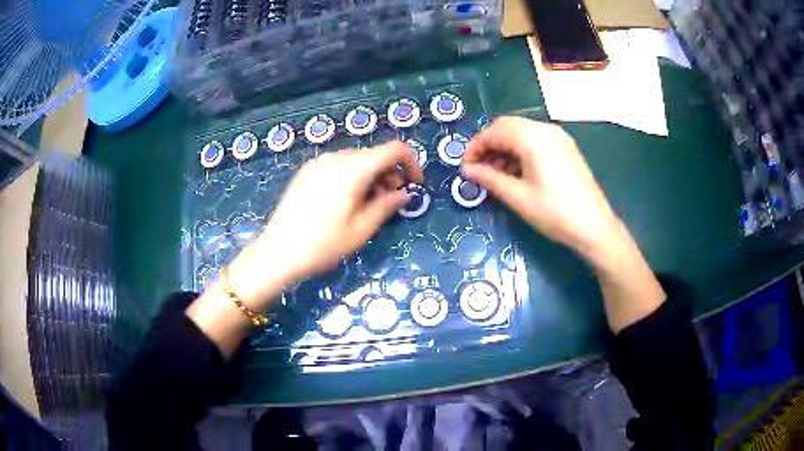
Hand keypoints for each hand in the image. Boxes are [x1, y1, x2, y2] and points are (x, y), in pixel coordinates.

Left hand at [228, 141, 422, 307]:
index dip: (411, 162)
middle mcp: (336, 157)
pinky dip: (352, 176)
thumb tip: (404, 194)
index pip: (394, 149)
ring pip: (356, 160)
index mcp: (354, 168)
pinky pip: (338, 165)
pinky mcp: (307, 171)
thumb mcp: (362, 229)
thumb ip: (387, 206)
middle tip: (390, 200)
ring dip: (371, 175)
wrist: (278, 251)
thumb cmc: (324, 244)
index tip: (414, 184)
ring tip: (367, 203)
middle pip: (374, 154)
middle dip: (389, 173)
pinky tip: (344, 200)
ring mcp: (318, 162)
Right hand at [461, 117, 623, 261]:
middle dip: (489, 145)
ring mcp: (558, 137)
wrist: (594, 226)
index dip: (475, 147)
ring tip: (497, 174)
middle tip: (479, 169)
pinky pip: (536, 140)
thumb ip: (489, 179)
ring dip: (505, 148)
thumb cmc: (554, 213)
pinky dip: (521, 150)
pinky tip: (518, 172)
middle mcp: (545, 129)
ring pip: (522, 132)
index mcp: (532, 138)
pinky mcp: (565, 147)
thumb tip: (467, 170)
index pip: (494, 132)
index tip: (465, 168)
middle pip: (507, 126)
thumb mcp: (518, 197)